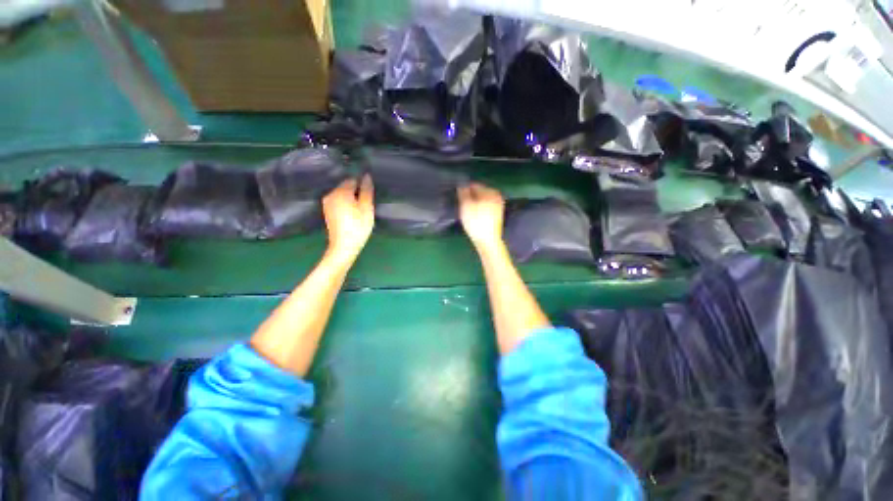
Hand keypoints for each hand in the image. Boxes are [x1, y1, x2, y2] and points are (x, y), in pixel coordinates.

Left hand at [323, 175, 374, 262]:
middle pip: (346, 186)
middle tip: (367, 203)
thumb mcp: (367, 208)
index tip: (370, 194)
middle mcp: (331, 194)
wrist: (343, 246)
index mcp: (340, 191)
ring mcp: (327, 203)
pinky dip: (346, 204)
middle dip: (356, 191)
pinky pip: (338, 201)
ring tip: (360, 208)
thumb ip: (367, 190)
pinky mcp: (327, 211)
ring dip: (351, 198)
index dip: (362, 185)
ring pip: (342, 194)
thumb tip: (366, 176)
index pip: (353, 179)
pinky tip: (352, 213)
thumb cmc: (358, 226)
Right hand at [457, 183, 504, 252]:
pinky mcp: (497, 214)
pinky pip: (486, 207)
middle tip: (464, 207)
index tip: (459, 199)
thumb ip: (463, 193)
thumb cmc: (476, 222)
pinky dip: (480, 209)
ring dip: (475, 204)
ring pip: (482, 200)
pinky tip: (475, 217)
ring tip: (469, 213)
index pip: (474, 185)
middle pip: (479, 192)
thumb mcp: (466, 205)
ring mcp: (499, 205)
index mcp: (490, 191)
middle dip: (471, 197)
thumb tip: (462, 185)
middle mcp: (496, 196)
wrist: (487, 240)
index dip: (465, 191)